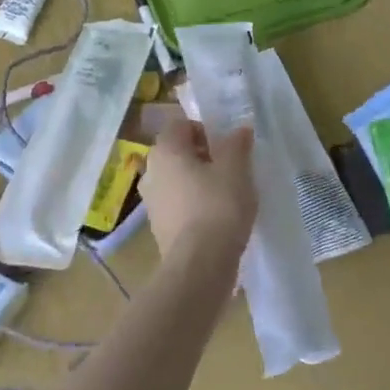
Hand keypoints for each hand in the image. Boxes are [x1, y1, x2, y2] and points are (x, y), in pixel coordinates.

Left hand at [142, 112, 257, 262]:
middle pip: (177, 153)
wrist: (200, 264)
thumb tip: (239, 130)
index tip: (227, 147)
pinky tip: (216, 218)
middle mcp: (151, 171)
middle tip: (230, 169)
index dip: (205, 130)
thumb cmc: (218, 205)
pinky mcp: (158, 227)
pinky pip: (177, 205)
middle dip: (202, 156)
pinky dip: (193, 205)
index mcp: (165, 150)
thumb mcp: (237, 168)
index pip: (181, 125)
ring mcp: (150, 201)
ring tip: (226, 195)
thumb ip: (237, 144)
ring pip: (176, 180)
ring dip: (197, 182)